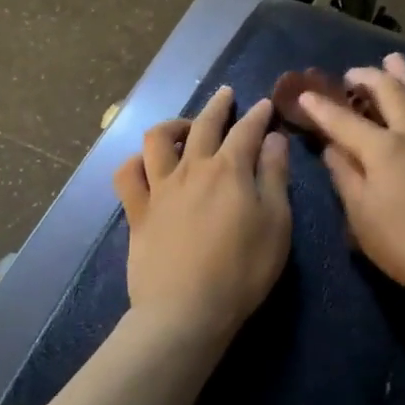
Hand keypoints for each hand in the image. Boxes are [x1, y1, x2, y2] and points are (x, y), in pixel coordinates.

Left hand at [113, 87, 291, 341]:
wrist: (186, 310)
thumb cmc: (242, 270)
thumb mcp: (276, 223)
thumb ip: (275, 176)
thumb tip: (274, 139)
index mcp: (230, 169)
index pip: (246, 130)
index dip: (258, 115)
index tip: (265, 105)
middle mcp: (192, 168)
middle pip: (203, 124)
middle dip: (217, 105)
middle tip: (226, 94)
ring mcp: (160, 188)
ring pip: (158, 139)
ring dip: (173, 125)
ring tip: (184, 127)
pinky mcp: (137, 211)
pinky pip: (128, 174)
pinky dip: (136, 161)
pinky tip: (145, 163)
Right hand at [298, 54, 404, 310]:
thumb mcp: (362, 216)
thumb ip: (345, 176)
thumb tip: (332, 147)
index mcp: (383, 149)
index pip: (344, 120)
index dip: (322, 107)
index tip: (305, 94)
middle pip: (390, 91)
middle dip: (367, 77)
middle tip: (352, 74)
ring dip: (403, 75)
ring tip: (393, 61)